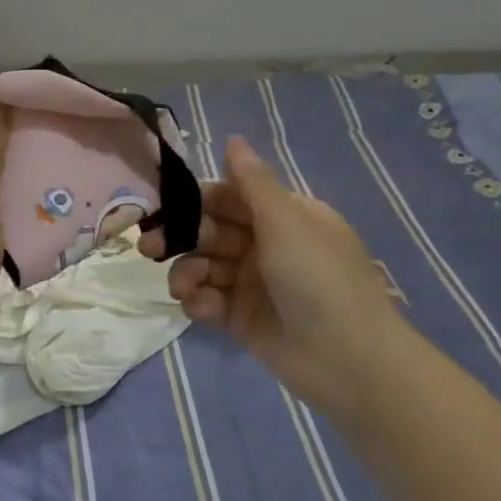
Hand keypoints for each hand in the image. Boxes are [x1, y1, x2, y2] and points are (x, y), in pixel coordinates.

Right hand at [141, 136, 408, 410]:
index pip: (228, 197)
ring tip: (182, 288)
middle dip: (180, 237)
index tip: (161, 206)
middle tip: (151, 248)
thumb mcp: (286, 221)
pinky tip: (200, 308)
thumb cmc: (319, 278)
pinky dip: (198, 301)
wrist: (349, 361)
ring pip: (204, 266)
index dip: (195, 201)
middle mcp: (266, 245)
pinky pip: (209, 300)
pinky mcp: (242, 318)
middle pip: (210, 231)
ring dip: (187, 272)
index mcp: (283, 216)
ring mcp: (253, 283)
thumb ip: (252, 182)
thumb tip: (233, 138)